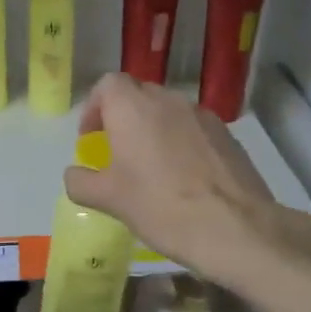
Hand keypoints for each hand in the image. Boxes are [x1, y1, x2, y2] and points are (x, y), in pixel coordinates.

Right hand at [63, 73, 310, 294]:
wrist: (235, 228)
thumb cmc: (160, 206)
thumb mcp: (108, 199)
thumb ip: (81, 181)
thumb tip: (75, 174)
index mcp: (132, 108)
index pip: (108, 84)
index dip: (95, 107)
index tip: (92, 137)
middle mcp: (168, 101)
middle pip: (138, 94)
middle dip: (123, 117)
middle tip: (117, 152)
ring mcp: (202, 116)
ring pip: (168, 111)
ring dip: (153, 129)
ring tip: (151, 166)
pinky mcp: (227, 135)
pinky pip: (193, 129)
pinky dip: (181, 142)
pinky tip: (183, 177)